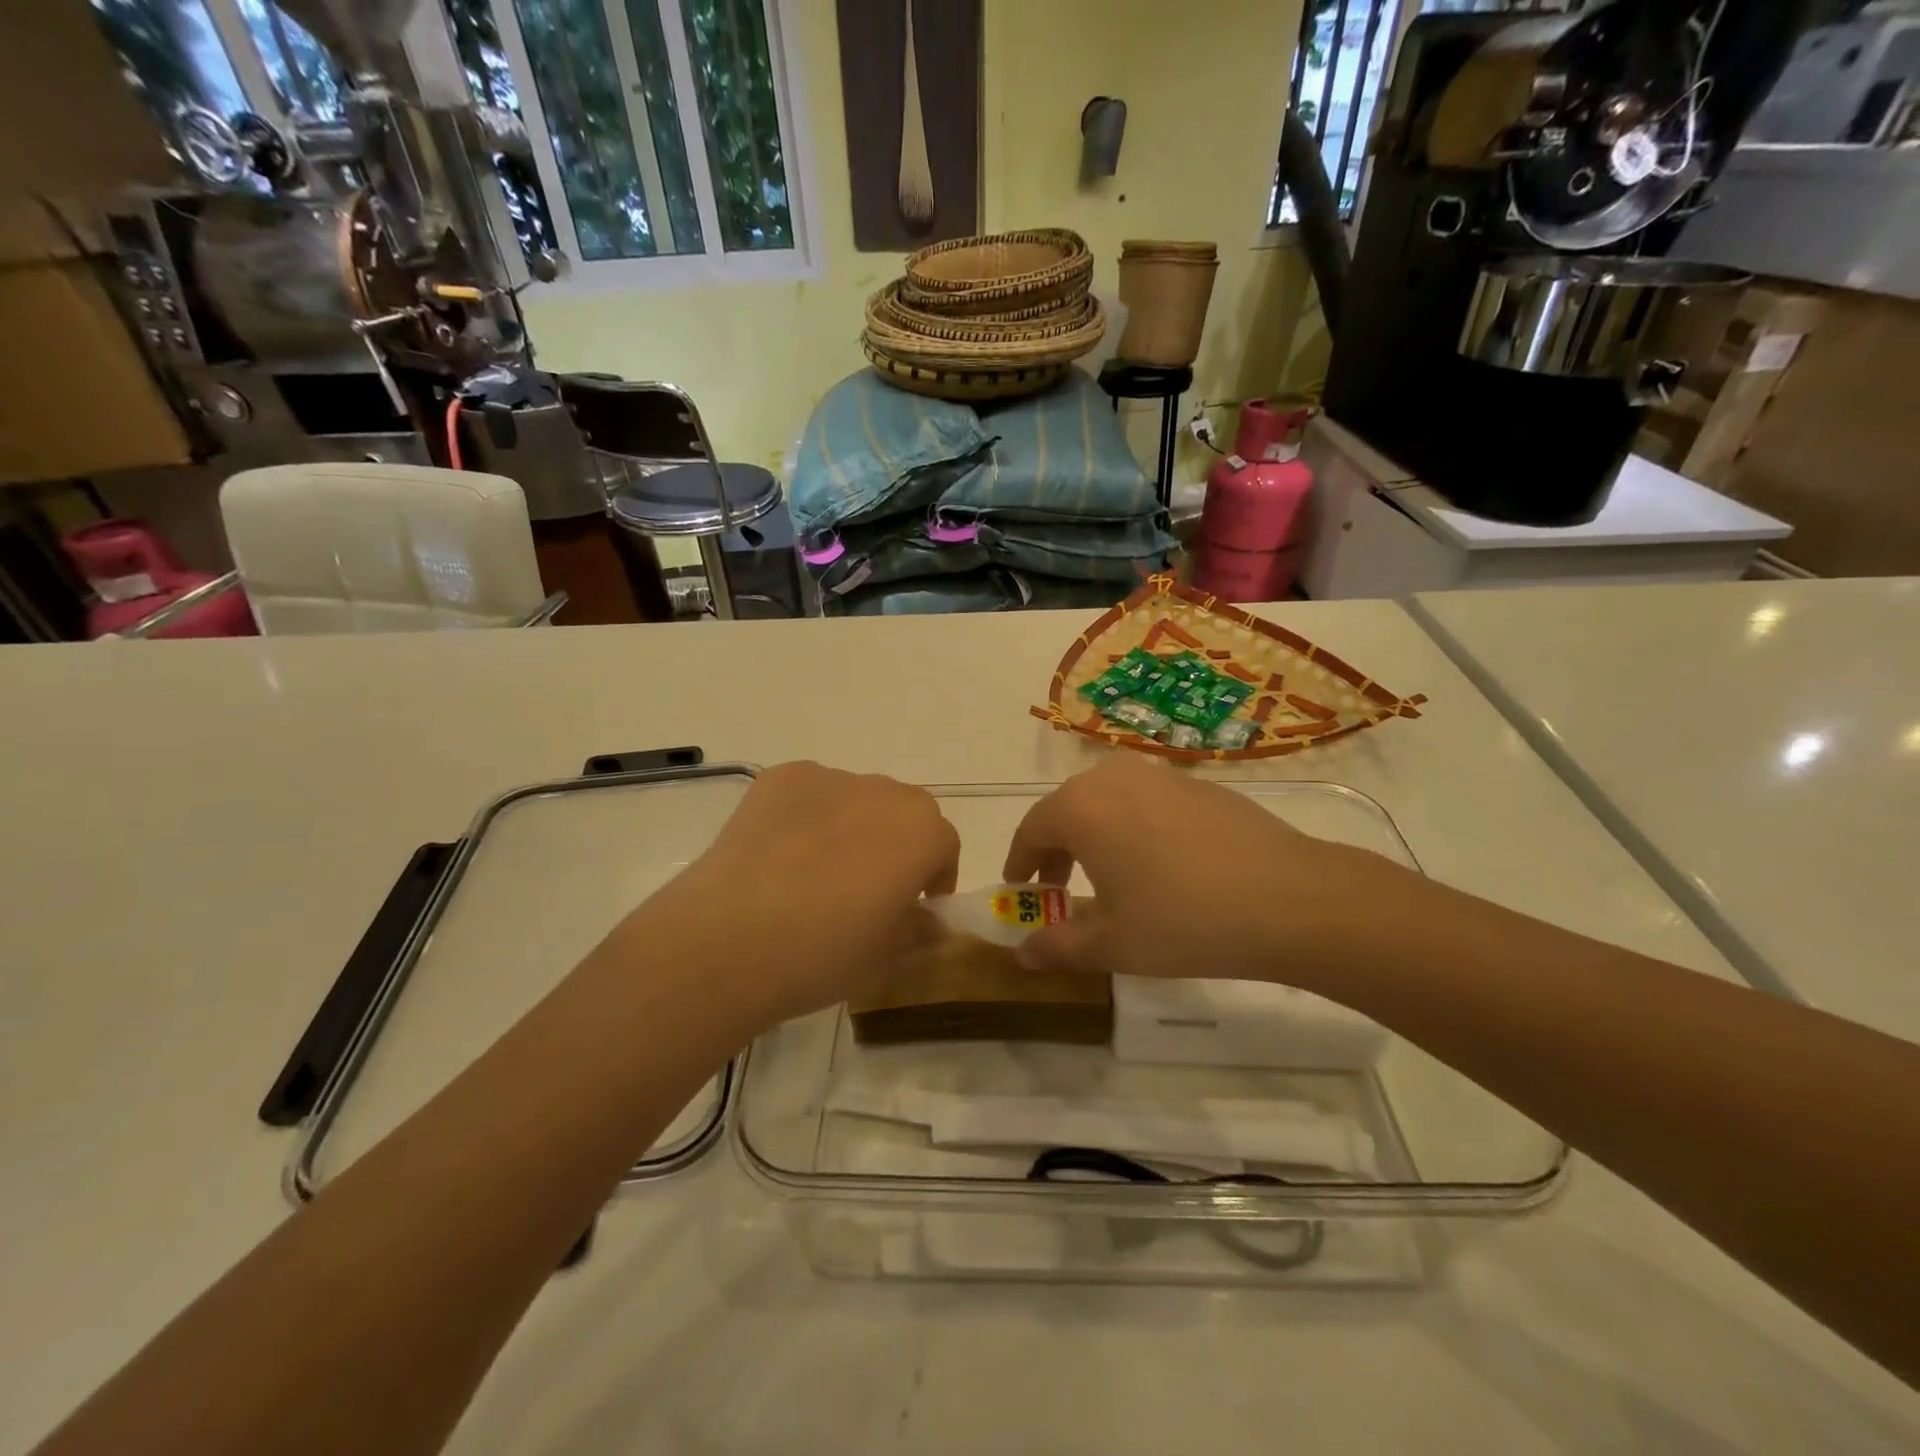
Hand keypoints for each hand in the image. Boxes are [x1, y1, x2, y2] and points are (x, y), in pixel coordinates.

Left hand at [632, 762, 959, 1026]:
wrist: (728, 940)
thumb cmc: (823, 952)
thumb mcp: (886, 954)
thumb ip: (921, 929)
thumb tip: (933, 921)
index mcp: (921, 831)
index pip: (944, 846)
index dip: (934, 879)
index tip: (915, 907)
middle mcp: (883, 791)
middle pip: (903, 813)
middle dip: (897, 845)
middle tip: (868, 889)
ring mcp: (828, 778)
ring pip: (856, 800)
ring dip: (853, 827)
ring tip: (816, 872)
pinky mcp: (779, 778)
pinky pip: (810, 794)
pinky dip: (808, 816)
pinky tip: (781, 856)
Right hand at [1001, 753, 1410, 990]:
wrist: (1289, 898)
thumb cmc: (1183, 919)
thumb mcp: (1112, 944)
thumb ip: (1058, 946)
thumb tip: (1021, 954)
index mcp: (1080, 807)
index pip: (1031, 830)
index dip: (1020, 863)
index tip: (1021, 892)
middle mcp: (1113, 778)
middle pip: (1067, 810)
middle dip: (1056, 850)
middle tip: (1061, 891)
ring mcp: (1160, 775)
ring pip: (1107, 803)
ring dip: (1095, 837)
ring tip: (1110, 879)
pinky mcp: (1198, 784)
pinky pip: (1146, 802)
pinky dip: (1134, 828)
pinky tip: (1160, 866)